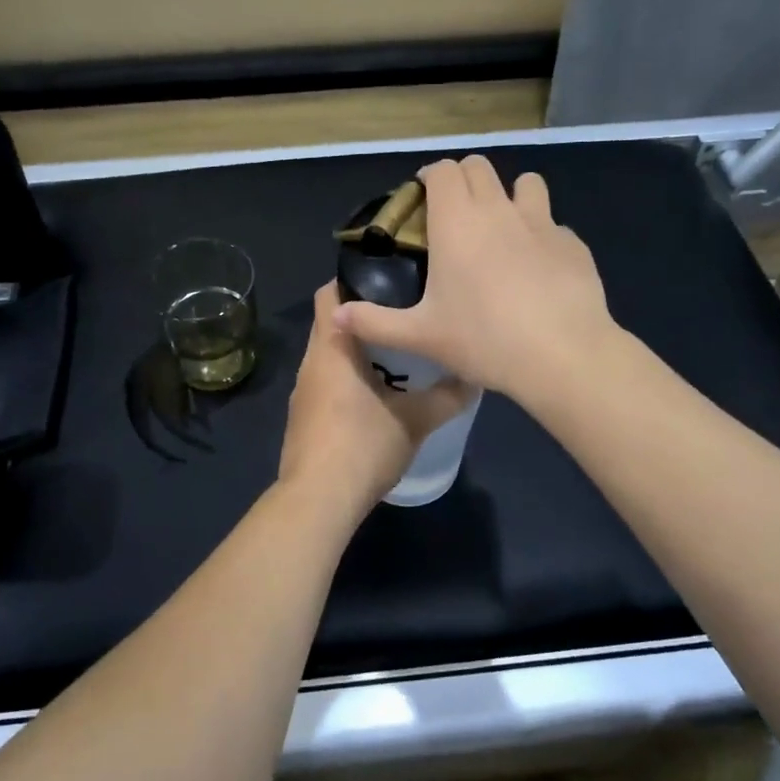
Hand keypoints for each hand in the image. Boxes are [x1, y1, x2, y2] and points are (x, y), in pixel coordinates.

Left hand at [279, 284, 473, 512]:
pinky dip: (348, 379)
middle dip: (364, 317)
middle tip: (405, 315)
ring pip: (330, 356)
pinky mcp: (304, 419)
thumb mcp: (415, 420)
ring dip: (358, 352)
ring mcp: (303, 393)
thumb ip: (447, 396)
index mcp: (331, 349)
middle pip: (332, 323)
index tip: (388, 279)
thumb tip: (475, 377)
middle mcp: (311, 363)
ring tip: (398, 353)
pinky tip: (378, 395)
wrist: (318, 501)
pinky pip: (326, 384)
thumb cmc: (363, 446)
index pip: (329, 293)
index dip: (353, 279)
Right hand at [331, 156, 613, 405]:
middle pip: (479, 166)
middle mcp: (498, 210)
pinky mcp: (573, 243)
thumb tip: (336, 316)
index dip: (430, 176)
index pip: (443, 170)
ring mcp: (542, 223)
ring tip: (501, 229)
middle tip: (454, 213)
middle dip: (463, 179)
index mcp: (457, 222)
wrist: (562, 355)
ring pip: (526, 183)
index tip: (423, 198)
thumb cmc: (483, 340)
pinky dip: (540, 234)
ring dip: (509, 195)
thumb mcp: (421, 336)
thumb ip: (375, 322)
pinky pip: (553, 224)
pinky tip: (538, 269)